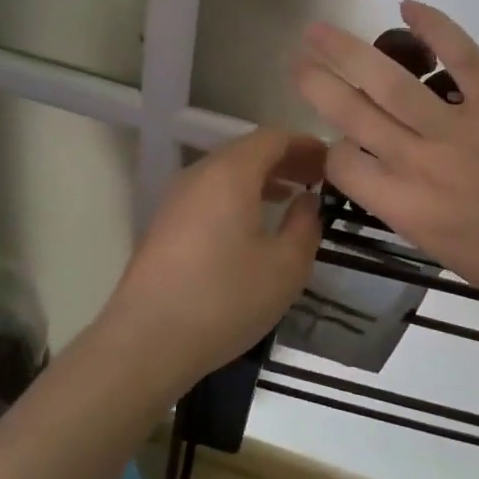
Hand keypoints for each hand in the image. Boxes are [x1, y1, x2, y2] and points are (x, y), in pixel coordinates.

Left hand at [102, 128, 325, 385]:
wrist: (146, 341)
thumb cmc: (225, 298)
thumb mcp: (285, 267)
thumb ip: (305, 226)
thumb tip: (307, 202)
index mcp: (230, 172)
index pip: (272, 138)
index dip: (306, 145)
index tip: (332, 162)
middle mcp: (199, 174)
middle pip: (247, 151)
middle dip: (285, 160)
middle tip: (318, 180)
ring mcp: (176, 199)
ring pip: (226, 173)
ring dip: (262, 179)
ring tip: (292, 198)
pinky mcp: (164, 225)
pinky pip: (209, 195)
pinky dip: (238, 197)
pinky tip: (253, 226)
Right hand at [292, 1, 478, 338]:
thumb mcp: (443, 250)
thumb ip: (408, 207)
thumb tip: (386, 167)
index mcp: (406, 209)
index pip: (343, 164)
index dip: (334, 149)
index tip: (342, 143)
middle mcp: (422, 165)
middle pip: (353, 114)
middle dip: (317, 83)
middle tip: (298, 60)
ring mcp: (462, 129)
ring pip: (391, 81)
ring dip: (349, 50)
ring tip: (320, 31)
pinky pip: (462, 55)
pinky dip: (436, 26)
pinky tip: (409, 6)